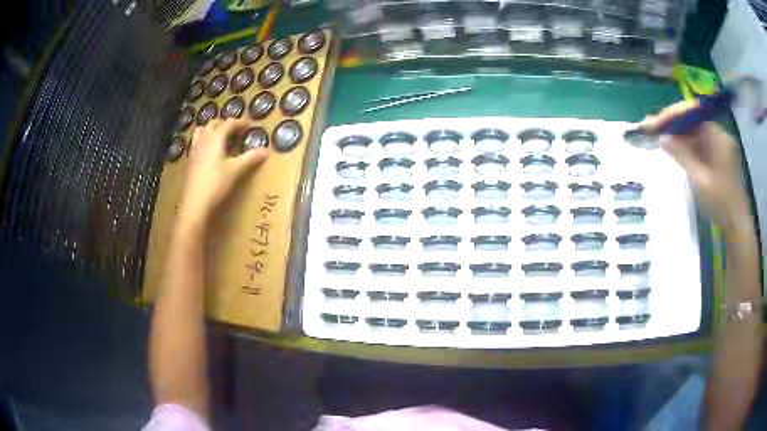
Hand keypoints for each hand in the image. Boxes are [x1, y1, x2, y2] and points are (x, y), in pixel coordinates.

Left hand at [179, 118, 268, 229]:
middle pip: (214, 123)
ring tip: (220, 136)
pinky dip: (204, 140)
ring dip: (212, 129)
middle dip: (225, 124)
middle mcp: (204, 139)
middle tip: (236, 131)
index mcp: (216, 137)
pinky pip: (196, 142)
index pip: (230, 123)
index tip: (250, 125)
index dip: (241, 123)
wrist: (195, 202)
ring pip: (202, 130)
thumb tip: (266, 150)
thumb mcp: (236, 170)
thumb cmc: (216, 183)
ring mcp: (194, 149)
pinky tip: (208, 151)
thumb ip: (250, 158)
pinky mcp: (190, 160)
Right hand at [641, 100, 749, 230]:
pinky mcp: (718, 157)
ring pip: (695, 134)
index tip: (655, 123)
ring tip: (660, 139)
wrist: (737, 226)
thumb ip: (682, 156)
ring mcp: (720, 146)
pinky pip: (700, 145)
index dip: (672, 116)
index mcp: (718, 136)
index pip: (692, 115)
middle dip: (673, 126)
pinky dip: (688, 147)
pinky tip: (676, 151)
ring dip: (679, 137)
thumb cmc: (721, 204)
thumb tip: (662, 138)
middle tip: (652, 129)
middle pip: (693, 123)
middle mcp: (720, 135)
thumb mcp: (701, 181)